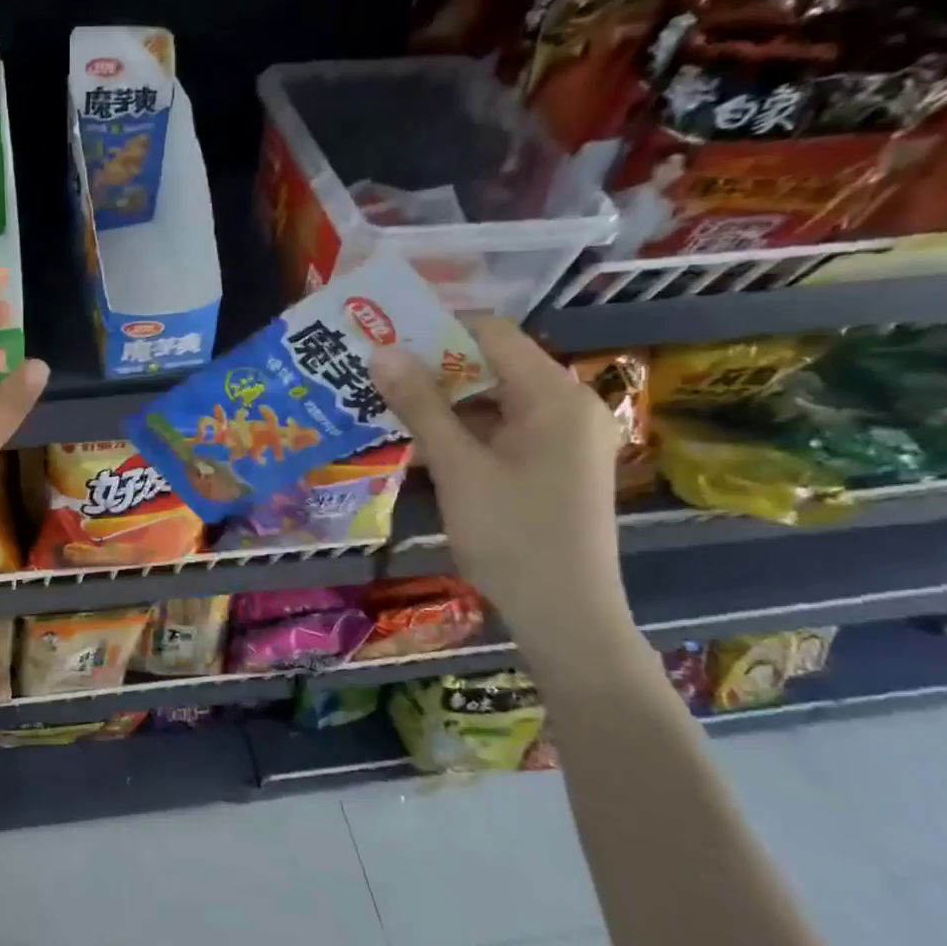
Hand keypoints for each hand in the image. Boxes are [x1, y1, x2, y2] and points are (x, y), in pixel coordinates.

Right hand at [372, 317, 632, 654]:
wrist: (566, 615)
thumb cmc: (512, 535)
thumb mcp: (457, 466)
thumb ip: (420, 405)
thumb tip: (381, 351)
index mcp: (555, 395)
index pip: (492, 334)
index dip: (436, 330)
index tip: (384, 342)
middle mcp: (569, 405)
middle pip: (493, 365)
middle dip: (433, 369)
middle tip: (377, 376)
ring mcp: (565, 437)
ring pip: (494, 400)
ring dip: (444, 403)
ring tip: (389, 407)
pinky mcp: (555, 464)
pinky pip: (504, 429)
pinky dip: (465, 431)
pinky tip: (424, 443)